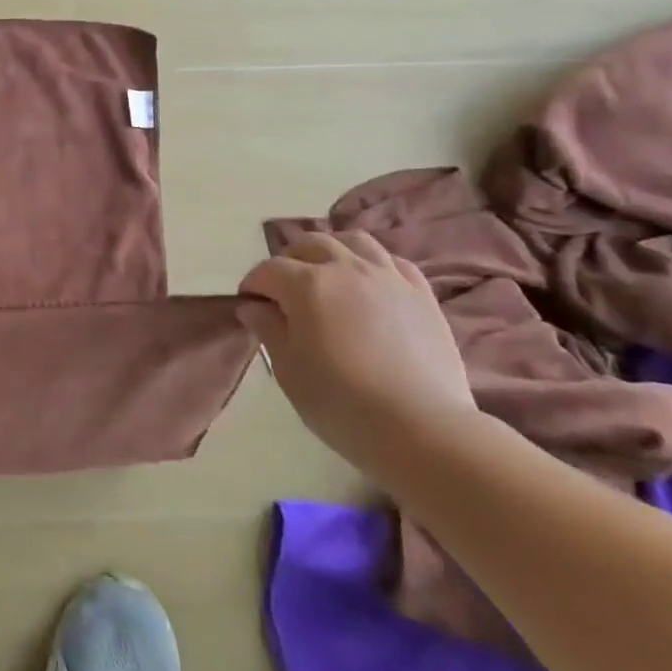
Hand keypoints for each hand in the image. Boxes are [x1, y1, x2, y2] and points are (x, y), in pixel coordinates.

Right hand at [239, 231, 477, 469]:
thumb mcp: (288, 369)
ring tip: (328, 274)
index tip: (249, 306)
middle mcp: (346, 268)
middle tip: (284, 290)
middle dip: (289, 261)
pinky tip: (371, 284)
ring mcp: (388, 277)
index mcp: (307, 284)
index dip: (253, 285)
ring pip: (354, 241)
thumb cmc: (341, 402)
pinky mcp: (421, 294)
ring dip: (332, 251)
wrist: (422, 429)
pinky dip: (374, 264)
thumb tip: (252, 306)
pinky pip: (393, 261)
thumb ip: (268, 329)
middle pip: (310, 244)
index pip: (268, 270)